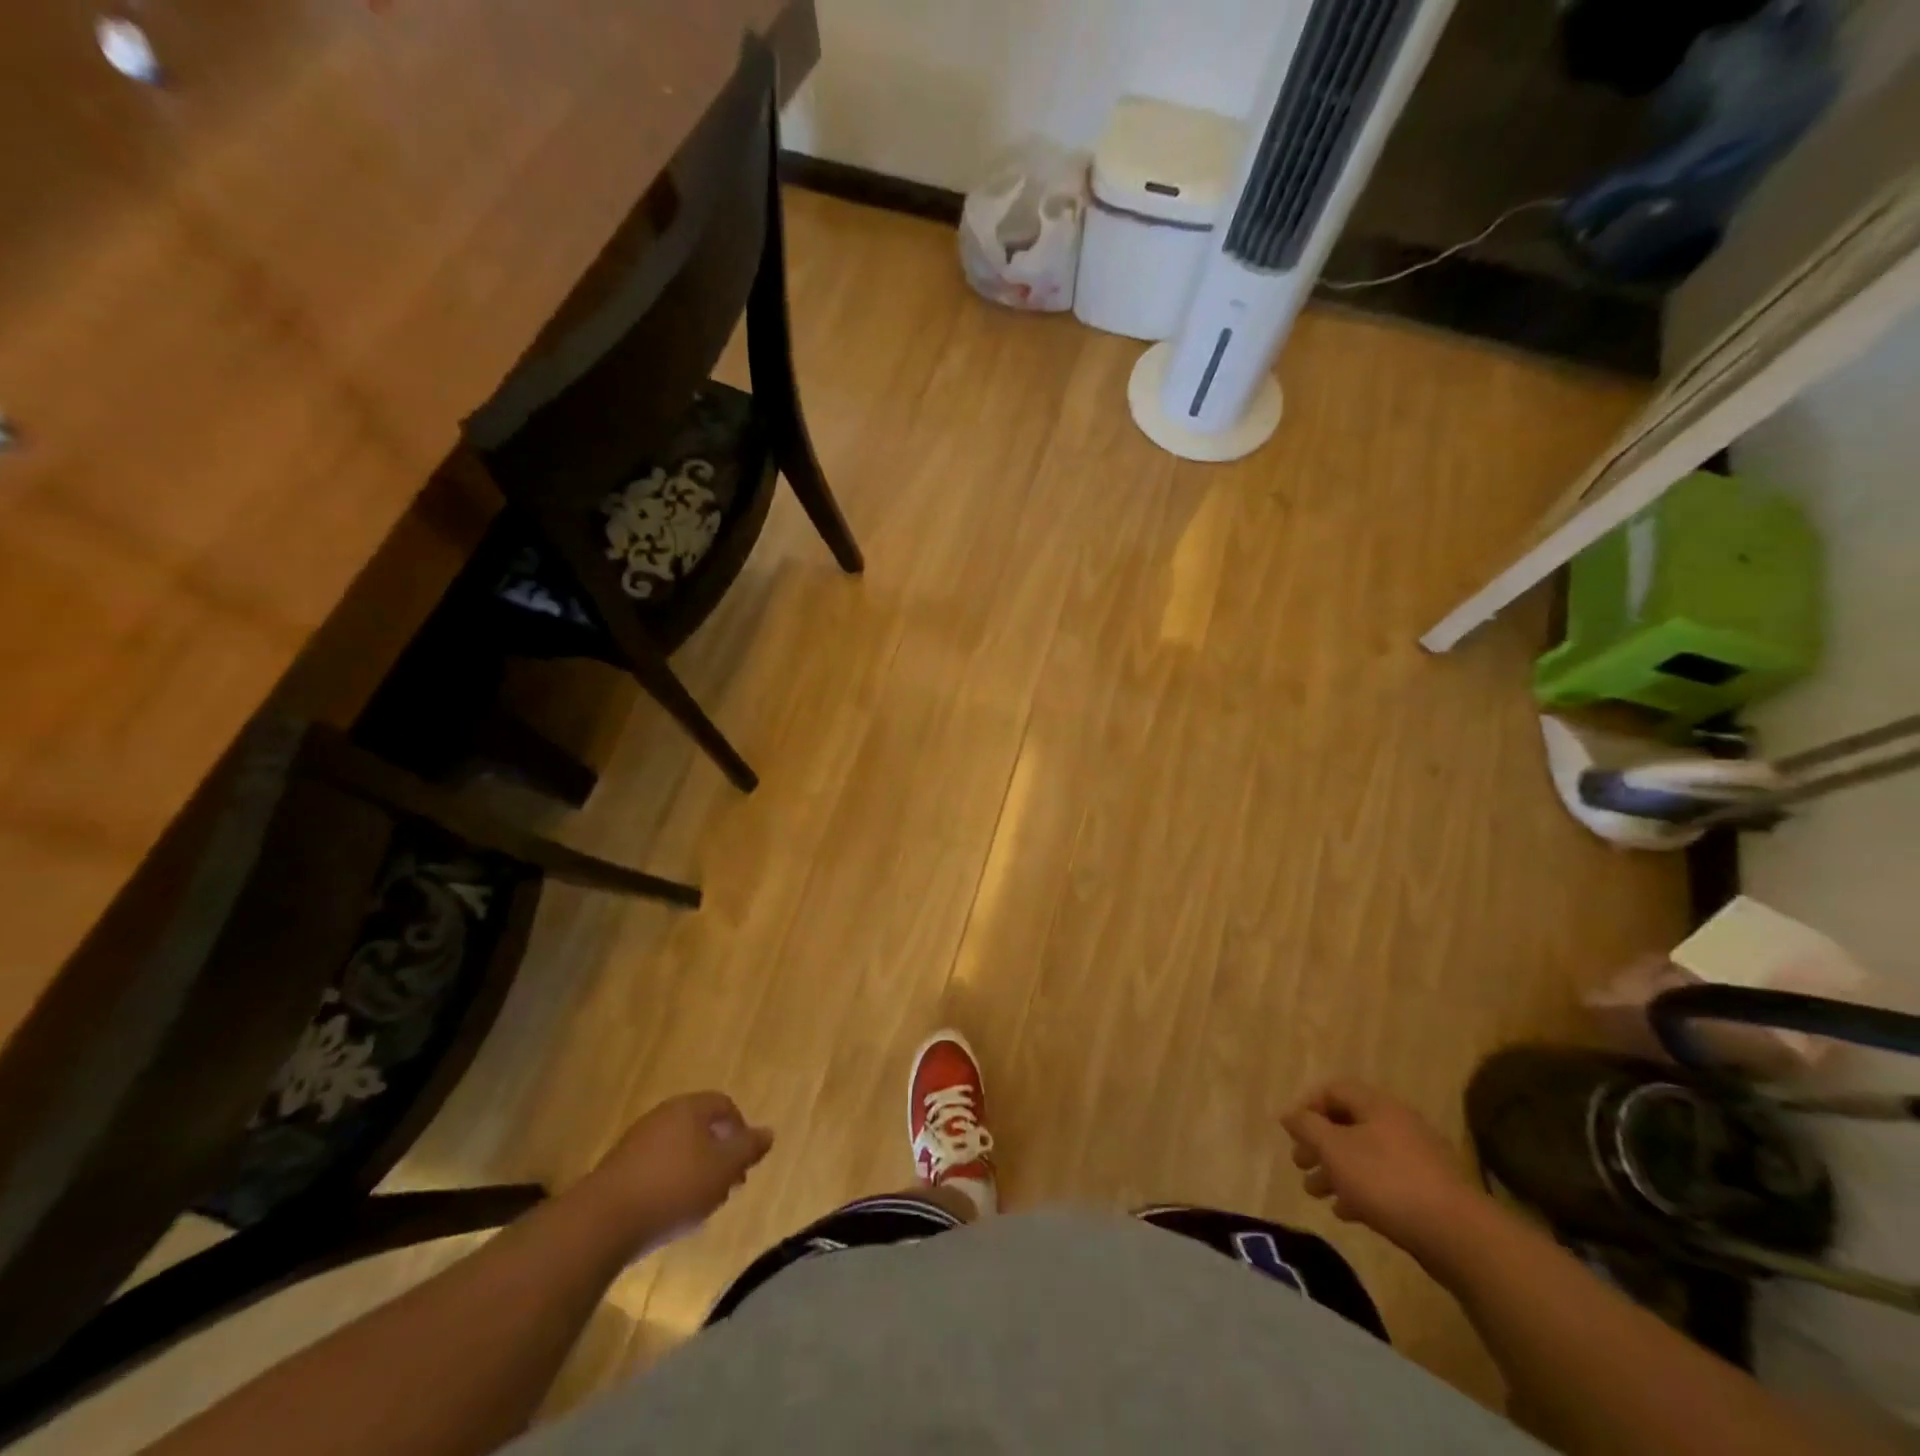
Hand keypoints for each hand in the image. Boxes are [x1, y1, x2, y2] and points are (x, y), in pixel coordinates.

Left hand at [578, 1092, 773, 1253]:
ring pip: (678, 1148)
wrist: (602, 1222)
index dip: (740, 1130)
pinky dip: (670, 1183)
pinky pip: (655, 1167)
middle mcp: (663, 1115)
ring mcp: (637, 1141)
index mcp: (689, 1107)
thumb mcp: (723, 1169)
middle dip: (718, 1153)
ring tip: (701, 1203)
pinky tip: (670, 1211)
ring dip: (695, 1170)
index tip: (745, 1163)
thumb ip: (748, 1149)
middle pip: (700, 1126)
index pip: (724, 1105)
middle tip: (727, 1184)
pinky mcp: (618, 1169)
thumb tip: (769, 1132)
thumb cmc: (674, 1187)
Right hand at [1281, 1080, 1484, 1268]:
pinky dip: (1360, 1190)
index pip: (1334, 1090)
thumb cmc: (1386, 1181)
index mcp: (1377, 1105)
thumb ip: (1307, 1127)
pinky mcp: (1428, 1191)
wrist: (1457, 1235)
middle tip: (1299, 1164)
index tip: (1292, 1133)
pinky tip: (1346, 1213)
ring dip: (1336, 1171)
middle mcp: (1398, 1123)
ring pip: (1364, 1155)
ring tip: (1316, 1193)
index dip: (1308, 1107)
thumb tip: (1289, 1114)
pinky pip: (1384, 1181)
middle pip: (1348, 1124)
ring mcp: (1416, 1158)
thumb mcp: (1334, 1149)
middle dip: (1319, 1145)